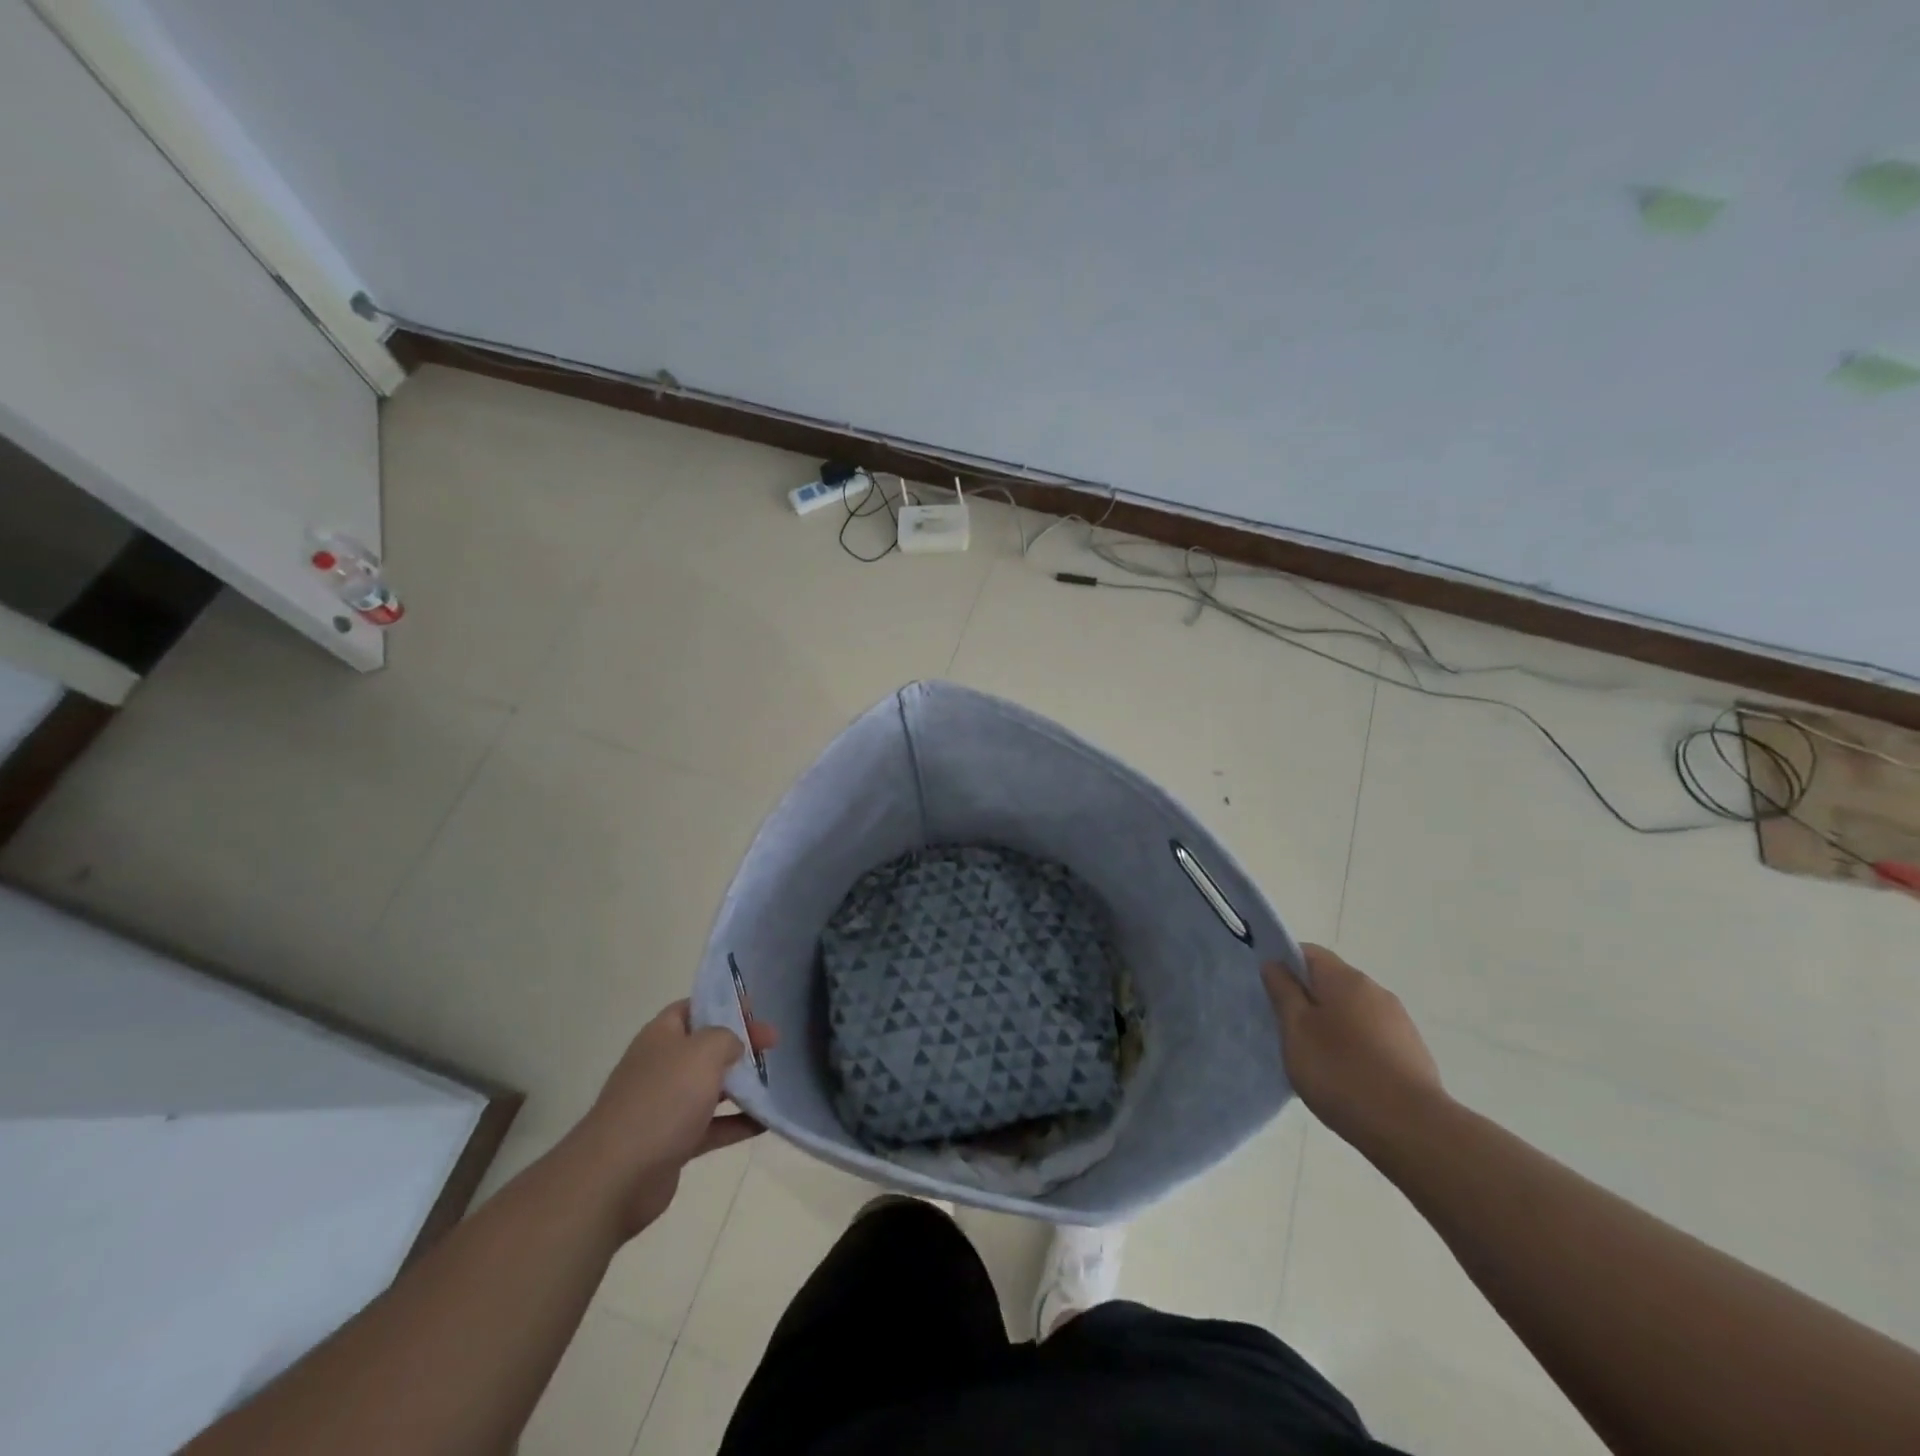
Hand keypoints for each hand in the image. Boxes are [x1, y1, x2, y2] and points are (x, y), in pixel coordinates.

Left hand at [567, 1000, 778, 1238]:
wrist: (616, 1176)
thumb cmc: (662, 1100)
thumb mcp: (703, 1051)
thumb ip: (727, 1037)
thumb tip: (734, 1046)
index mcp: (662, 1036)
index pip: (694, 1008)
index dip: (724, 1003)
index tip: (756, 1008)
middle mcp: (662, 1066)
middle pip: (706, 1047)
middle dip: (741, 1044)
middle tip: (775, 1045)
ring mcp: (666, 1106)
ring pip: (711, 1088)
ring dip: (742, 1085)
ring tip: (776, 1081)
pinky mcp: (673, 1143)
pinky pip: (712, 1127)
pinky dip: (738, 1123)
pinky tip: (767, 1122)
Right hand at [1264, 944, 1444, 1148]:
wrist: (1412, 1129)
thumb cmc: (1341, 1072)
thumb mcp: (1296, 1030)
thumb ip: (1283, 992)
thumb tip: (1275, 964)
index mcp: (1345, 979)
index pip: (1308, 952)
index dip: (1284, 964)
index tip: (1270, 991)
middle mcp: (1375, 990)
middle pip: (1331, 981)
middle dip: (1308, 998)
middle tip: (1288, 1029)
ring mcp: (1399, 1021)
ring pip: (1352, 1010)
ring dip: (1332, 1024)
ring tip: (1317, 1058)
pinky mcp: (1412, 1052)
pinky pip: (1372, 1036)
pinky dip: (1355, 1046)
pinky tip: (1347, 1077)